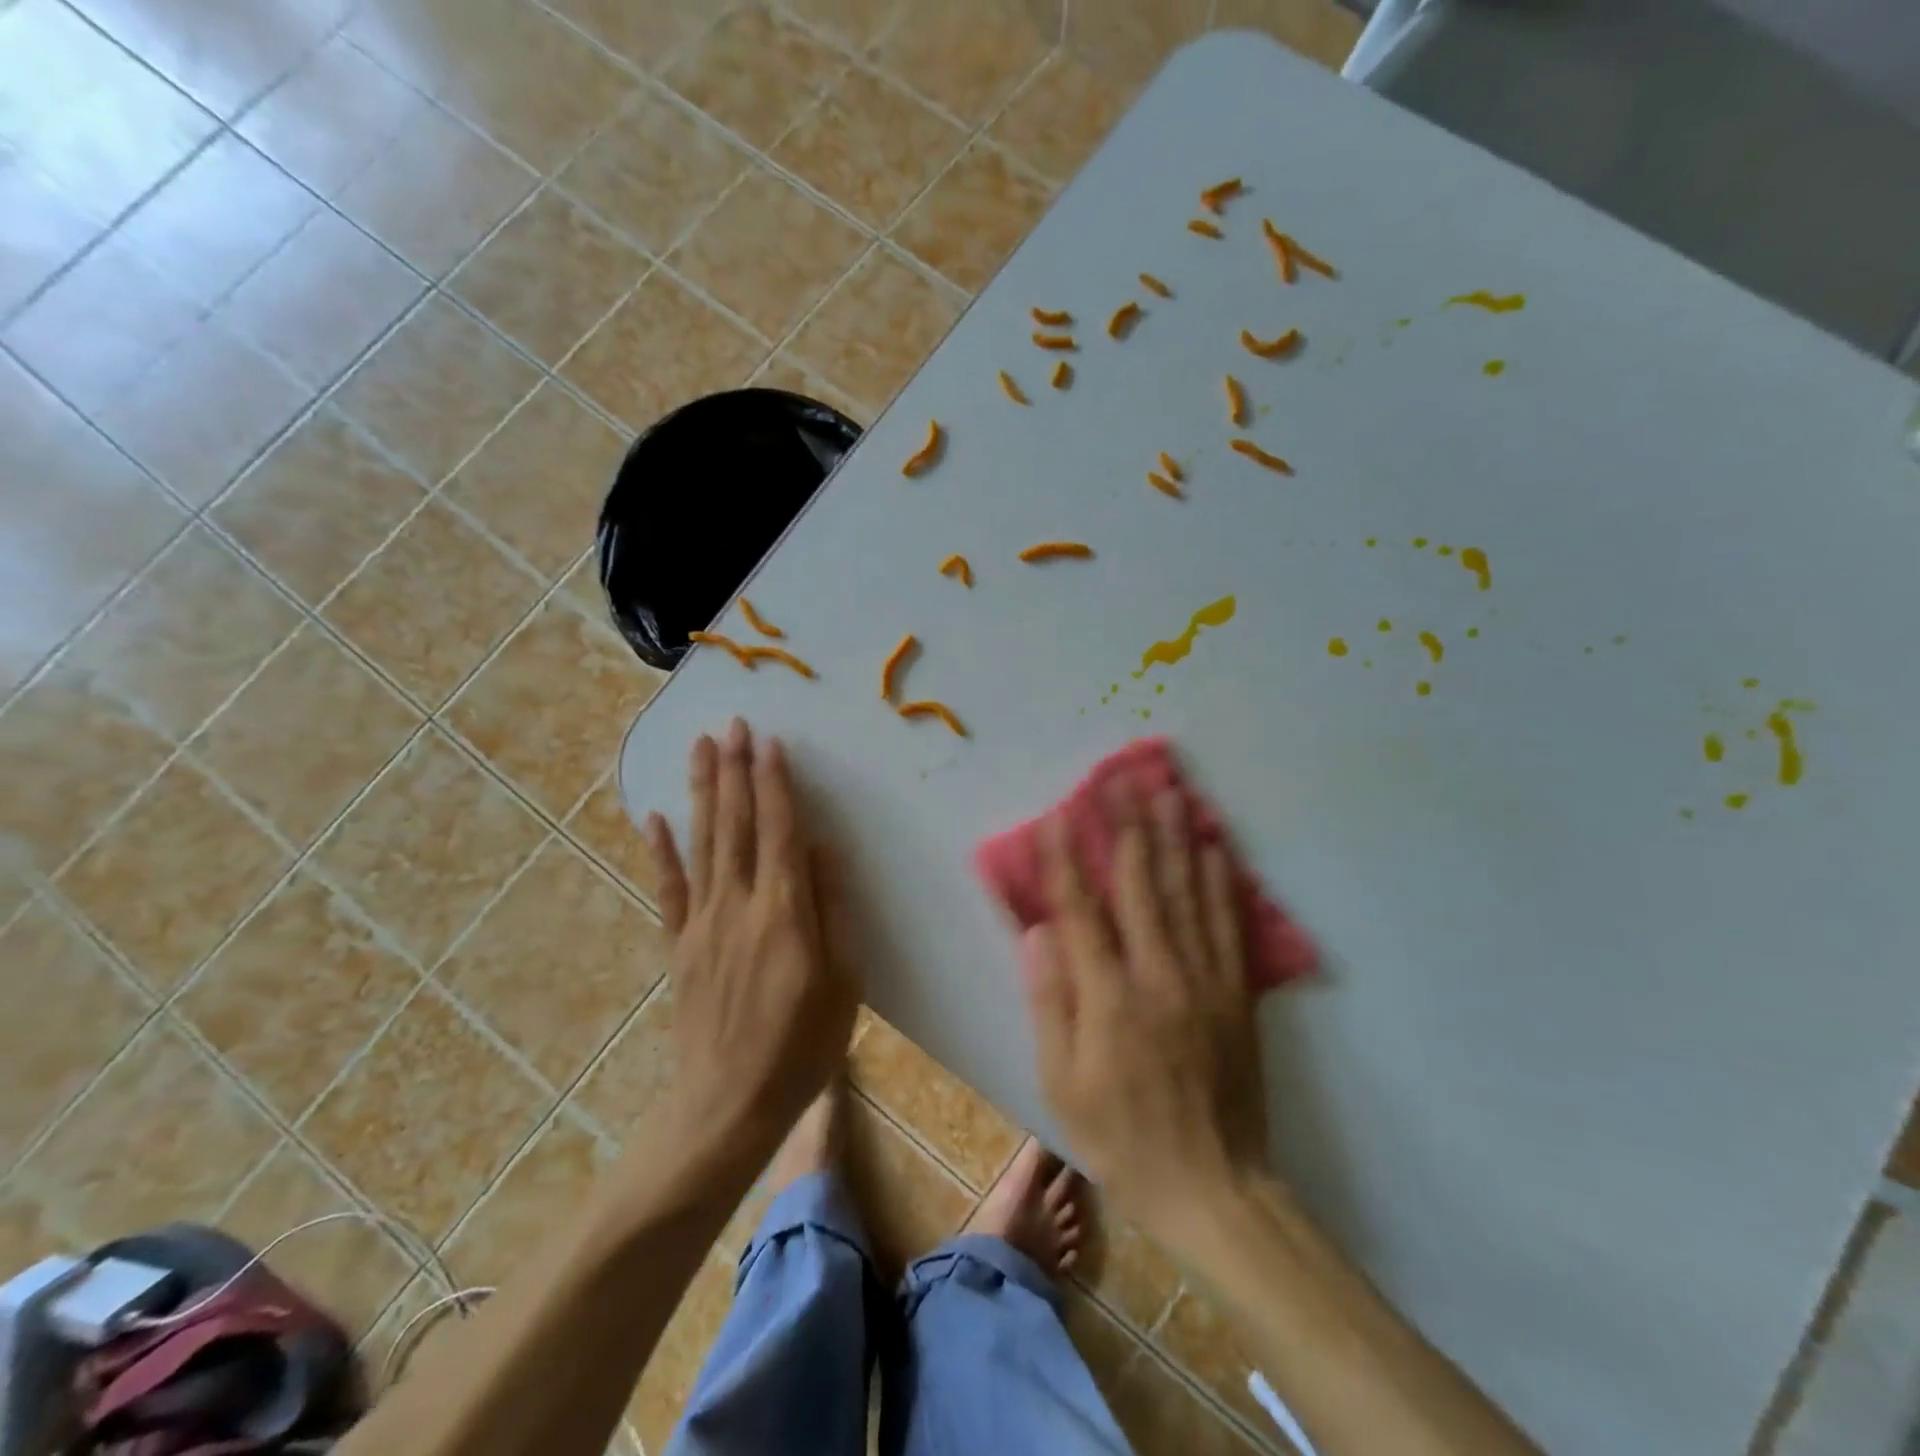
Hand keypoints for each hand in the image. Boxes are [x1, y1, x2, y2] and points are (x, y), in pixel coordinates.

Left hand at [646, 719, 859, 1157]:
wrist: (729, 1104)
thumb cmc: (803, 1044)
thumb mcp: (844, 980)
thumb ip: (833, 908)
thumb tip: (823, 846)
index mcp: (784, 910)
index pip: (779, 829)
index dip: (775, 782)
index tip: (769, 741)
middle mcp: (738, 904)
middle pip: (735, 824)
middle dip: (735, 770)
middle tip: (732, 724)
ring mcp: (702, 923)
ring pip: (701, 843)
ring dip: (702, 792)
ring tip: (701, 747)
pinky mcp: (679, 946)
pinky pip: (669, 889)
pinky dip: (661, 851)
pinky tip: (655, 818)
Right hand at [1024, 781, 1268, 1240]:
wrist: (1214, 1186)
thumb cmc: (1122, 1137)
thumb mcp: (1062, 1083)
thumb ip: (1050, 1001)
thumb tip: (1037, 933)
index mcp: (1110, 998)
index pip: (1081, 911)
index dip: (1065, 860)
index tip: (1056, 816)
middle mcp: (1159, 975)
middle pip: (1140, 884)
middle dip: (1125, 826)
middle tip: (1118, 779)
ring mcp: (1204, 979)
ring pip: (1187, 892)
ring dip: (1175, 837)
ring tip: (1168, 791)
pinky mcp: (1236, 992)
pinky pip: (1229, 924)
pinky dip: (1221, 882)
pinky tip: (1215, 847)